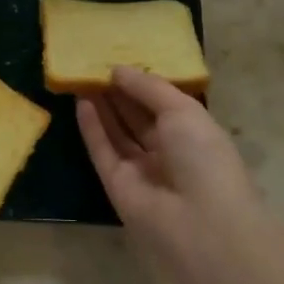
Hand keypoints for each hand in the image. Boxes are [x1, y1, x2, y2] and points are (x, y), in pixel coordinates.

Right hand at [76, 67, 264, 259]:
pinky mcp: (116, 185)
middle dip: (119, 93)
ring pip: (118, 133)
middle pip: (138, 118)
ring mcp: (141, 170)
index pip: (164, 104)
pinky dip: (92, 128)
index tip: (121, 61)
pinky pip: (102, 151)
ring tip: (84, 77)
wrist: (199, 222)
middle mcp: (168, 152)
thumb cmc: (203, 157)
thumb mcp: (183, 110)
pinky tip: (81, 102)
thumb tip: (118, 70)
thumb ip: (149, 87)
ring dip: (103, 107)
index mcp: (193, 134)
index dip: (143, 84)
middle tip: (96, 66)